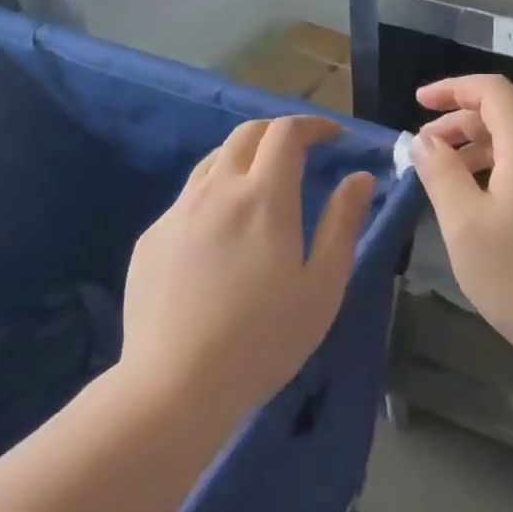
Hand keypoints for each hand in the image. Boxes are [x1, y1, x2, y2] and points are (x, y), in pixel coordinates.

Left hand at [121, 117, 374, 416]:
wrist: (175, 386)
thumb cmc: (264, 338)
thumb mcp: (322, 285)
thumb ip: (343, 223)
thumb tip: (360, 177)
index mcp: (264, 196)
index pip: (287, 132)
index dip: (314, 125)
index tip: (334, 138)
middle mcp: (217, 190)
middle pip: (246, 134)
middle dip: (279, 133)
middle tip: (302, 155)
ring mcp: (178, 212)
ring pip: (213, 161)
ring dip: (244, 159)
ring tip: (262, 189)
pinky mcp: (151, 238)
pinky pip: (188, 199)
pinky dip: (215, 196)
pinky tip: (222, 237)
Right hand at [410, 75, 512, 365]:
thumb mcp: (464, 223)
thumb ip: (441, 172)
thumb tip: (425, 139)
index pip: (493, 91)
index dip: (453, 88)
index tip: (418, 102)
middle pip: (507, 115)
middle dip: (460, 122)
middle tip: (424, 149)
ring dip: (479, 147)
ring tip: (445, 175)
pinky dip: (500, 168)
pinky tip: (480, 200)